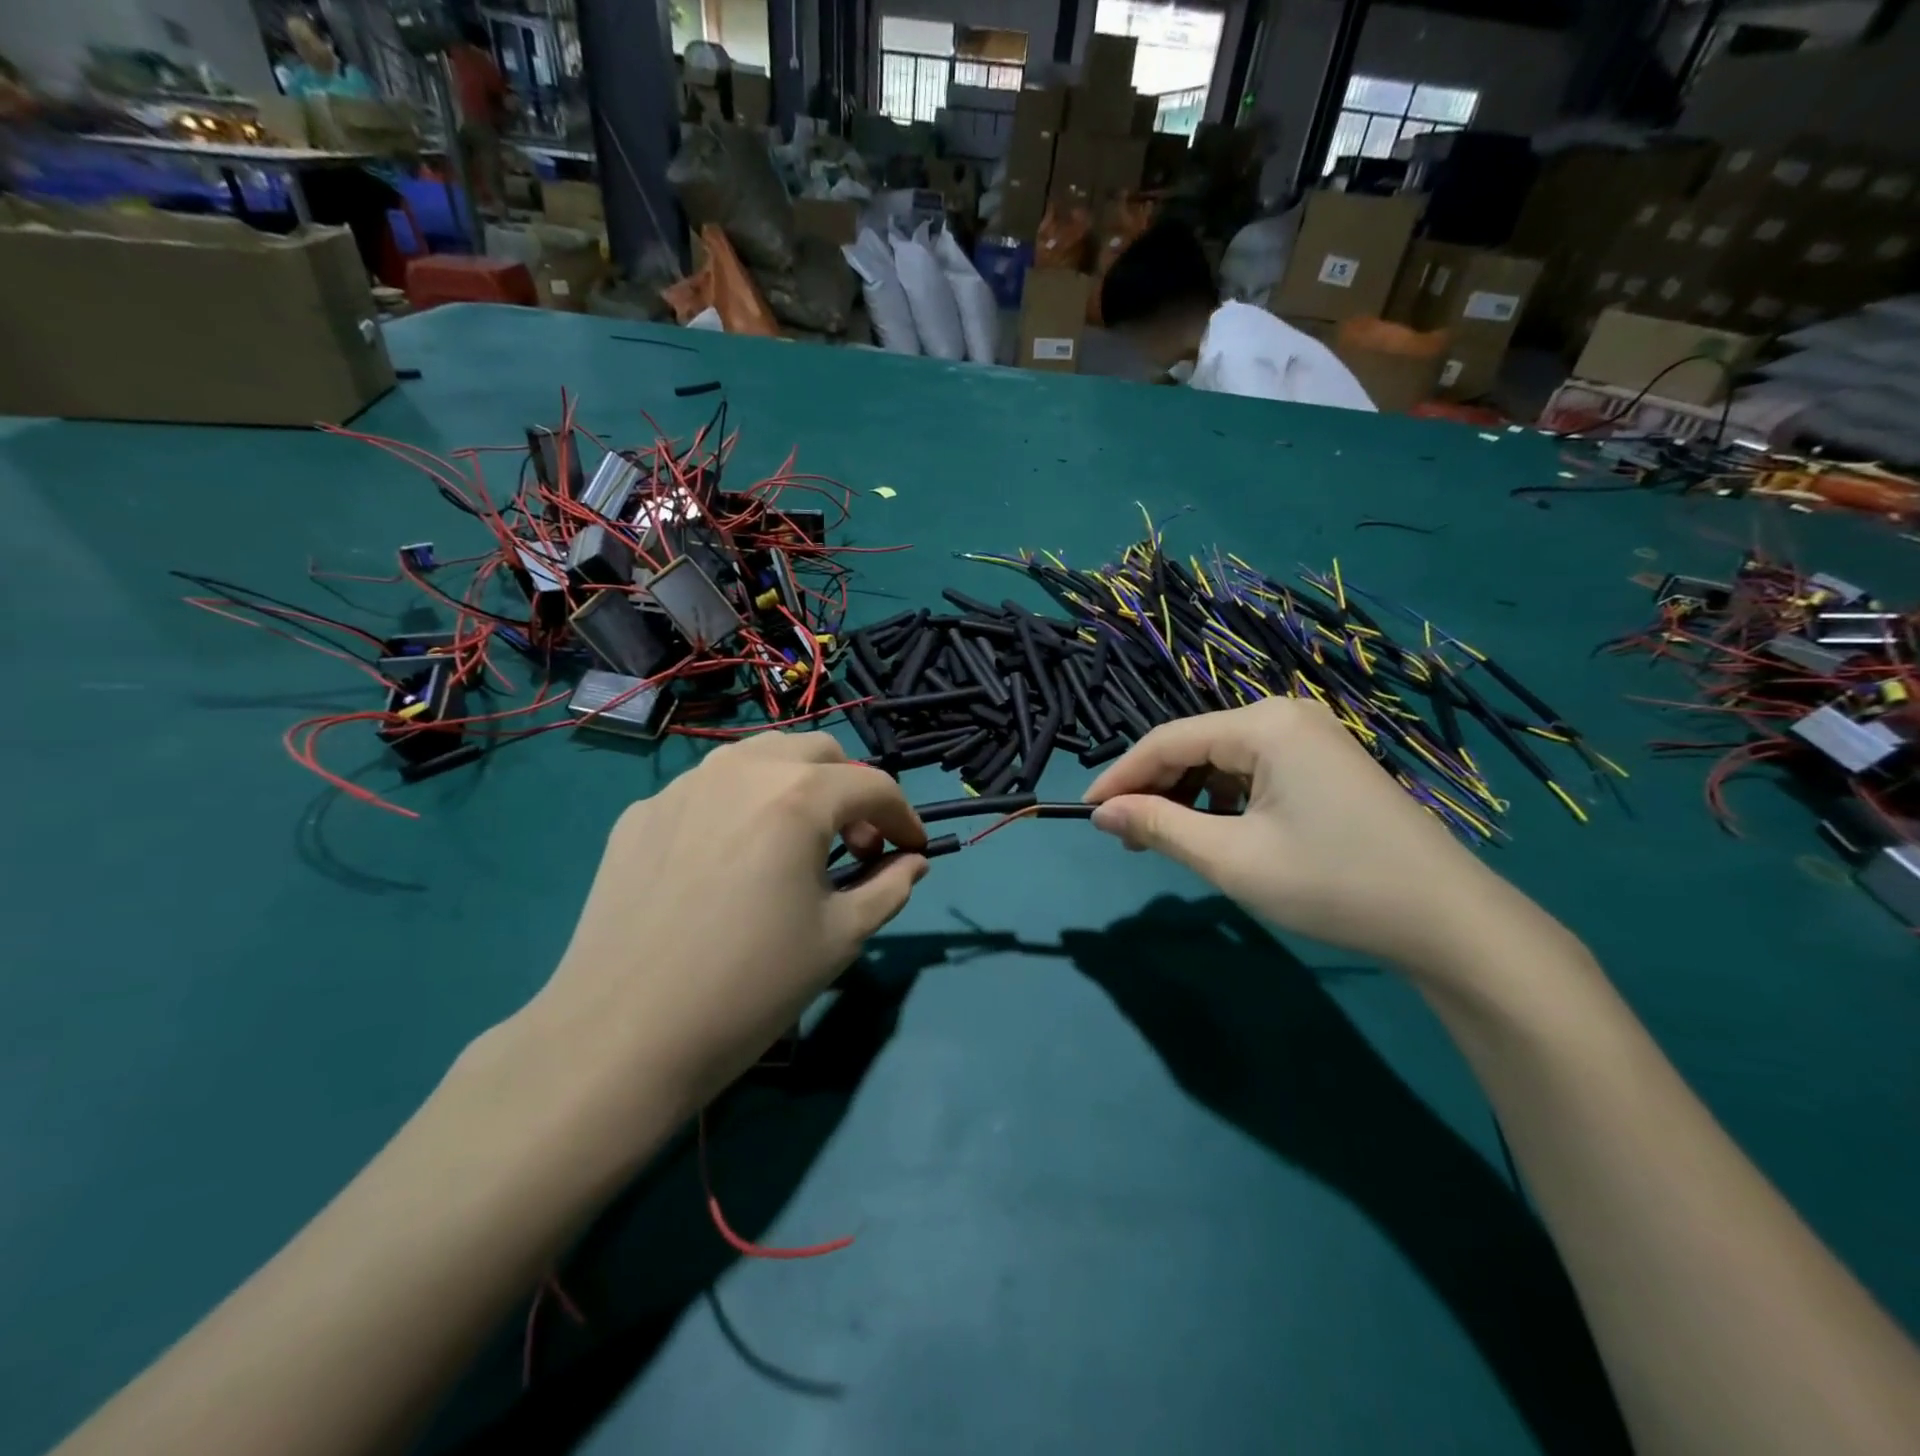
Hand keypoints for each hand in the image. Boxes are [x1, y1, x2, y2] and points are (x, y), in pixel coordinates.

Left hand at [523, 733, 926, 1116]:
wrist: (622, 1036)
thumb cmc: (751, 986)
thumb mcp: (840, 937)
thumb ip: (888, 887)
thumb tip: (912, 863)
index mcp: (797, 796)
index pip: (872, 785)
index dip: (904, 816)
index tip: (913, 850)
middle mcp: (740, 770)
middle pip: (818, 753)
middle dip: (851, 789)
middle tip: (856, 845)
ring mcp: (683, 787)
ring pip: (757, 757)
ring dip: (795, 785)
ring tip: (795, 841)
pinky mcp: (640, 814)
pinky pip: (707, 790)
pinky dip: (739, 806)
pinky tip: (730, 861)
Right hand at [1083, 699, 1523, 972]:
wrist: (1447, 920)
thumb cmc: (1331, 883)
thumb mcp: (1231, 858)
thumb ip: (1159, 827)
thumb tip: (1100, 813)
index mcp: (1263, 724)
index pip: (1167, 740)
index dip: (1120, 776)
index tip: (1085, 812)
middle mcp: (1285, 715)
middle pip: (1195, 745)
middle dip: (1156, 790)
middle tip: (1127, 839)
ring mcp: (1311, 738)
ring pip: (1223, 759)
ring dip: (1188, 796)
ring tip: (1169, 842)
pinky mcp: (1326, 762)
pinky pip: (1255, 771)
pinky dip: (1225, 799)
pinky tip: (1221, 832)